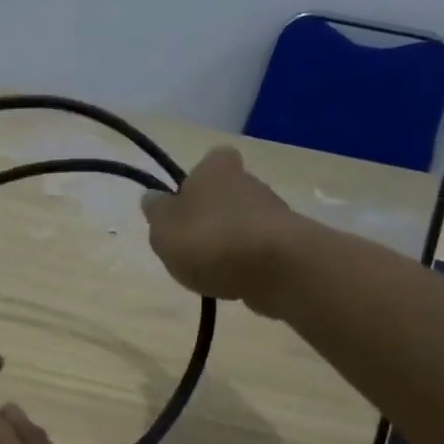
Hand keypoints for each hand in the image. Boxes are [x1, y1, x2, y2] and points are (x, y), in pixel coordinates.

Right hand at [140, 147, 304, 313]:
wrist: (275, 269)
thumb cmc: (209, 240)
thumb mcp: (164, 228)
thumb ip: (156, 212)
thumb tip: (152, 197)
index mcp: (216, 168)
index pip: (211, 160)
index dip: (198, 180)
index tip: (185, 204)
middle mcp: (250, 181)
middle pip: (227, 195)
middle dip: (212, 216)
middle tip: (191, 246)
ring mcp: (274, 213)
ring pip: (244, 224)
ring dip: (230, 243)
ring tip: (212, 272)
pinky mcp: (290, 245)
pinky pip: (260, 251)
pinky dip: (248, 264)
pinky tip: (236, 283)